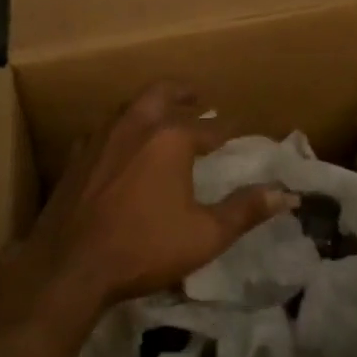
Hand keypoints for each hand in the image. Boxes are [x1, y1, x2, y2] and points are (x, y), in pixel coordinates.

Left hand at [27, 81, 297, 311]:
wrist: (70, 264)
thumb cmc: (144, 247)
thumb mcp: (205, 235)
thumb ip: (245, 211)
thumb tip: (287, 194)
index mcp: (171, 137)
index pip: (209, 127)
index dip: (228, 129)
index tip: (241, 130)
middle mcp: (137, 124)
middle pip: (164, 93)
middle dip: (185, 93)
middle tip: (199, 97)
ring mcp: (103, 135)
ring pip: (132, 105)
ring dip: (152, 104)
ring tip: (165, 114)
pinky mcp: (79, 153)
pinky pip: (106, 128)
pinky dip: (123, 127)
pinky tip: (122, 144)